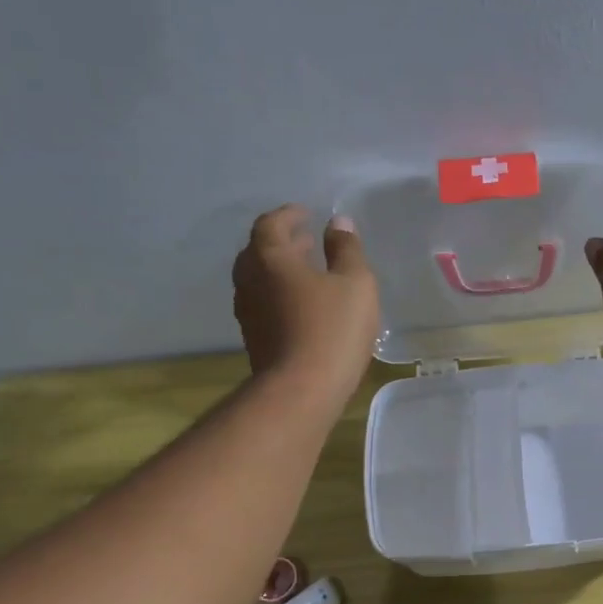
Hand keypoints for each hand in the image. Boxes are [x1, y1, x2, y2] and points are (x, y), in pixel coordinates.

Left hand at [233, 207, 380, 398]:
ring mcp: (248, 312)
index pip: (270, 224)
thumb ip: (347, 249)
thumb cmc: (332, 328)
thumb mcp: (354, 283)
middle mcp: (250, 280)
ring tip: (308, 273)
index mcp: (270, 258)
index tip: (306, 213)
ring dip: (281, 271)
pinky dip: (281, 294)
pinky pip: (265, 304)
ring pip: (260, 280)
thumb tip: (338, 222)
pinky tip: (304, 306)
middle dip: (283, 243)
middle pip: (259, 252)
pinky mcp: (254, 339)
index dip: (288, 215)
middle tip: (307, 241)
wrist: (301, 390)